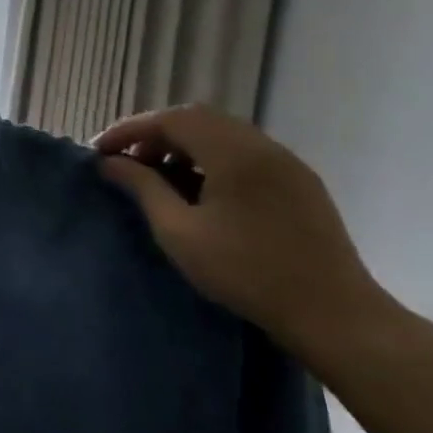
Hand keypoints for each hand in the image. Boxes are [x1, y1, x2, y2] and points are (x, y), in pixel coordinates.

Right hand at [92, 105, 382, 354]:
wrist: (333, 313)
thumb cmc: (246, 272)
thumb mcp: (179, 232)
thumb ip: (142, 188)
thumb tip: (109, 163)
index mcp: (234, 152)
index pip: (171, 119)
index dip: (130, 130)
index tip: (99, 151)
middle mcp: (262, 145)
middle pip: (197, 119)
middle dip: (155, 134)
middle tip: (126, 161)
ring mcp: (286, 162)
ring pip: (222, 134)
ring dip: (183, 145)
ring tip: (158, 176)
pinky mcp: (299, 182)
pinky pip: (245, 152)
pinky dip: (211, 157)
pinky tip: (199, 189)